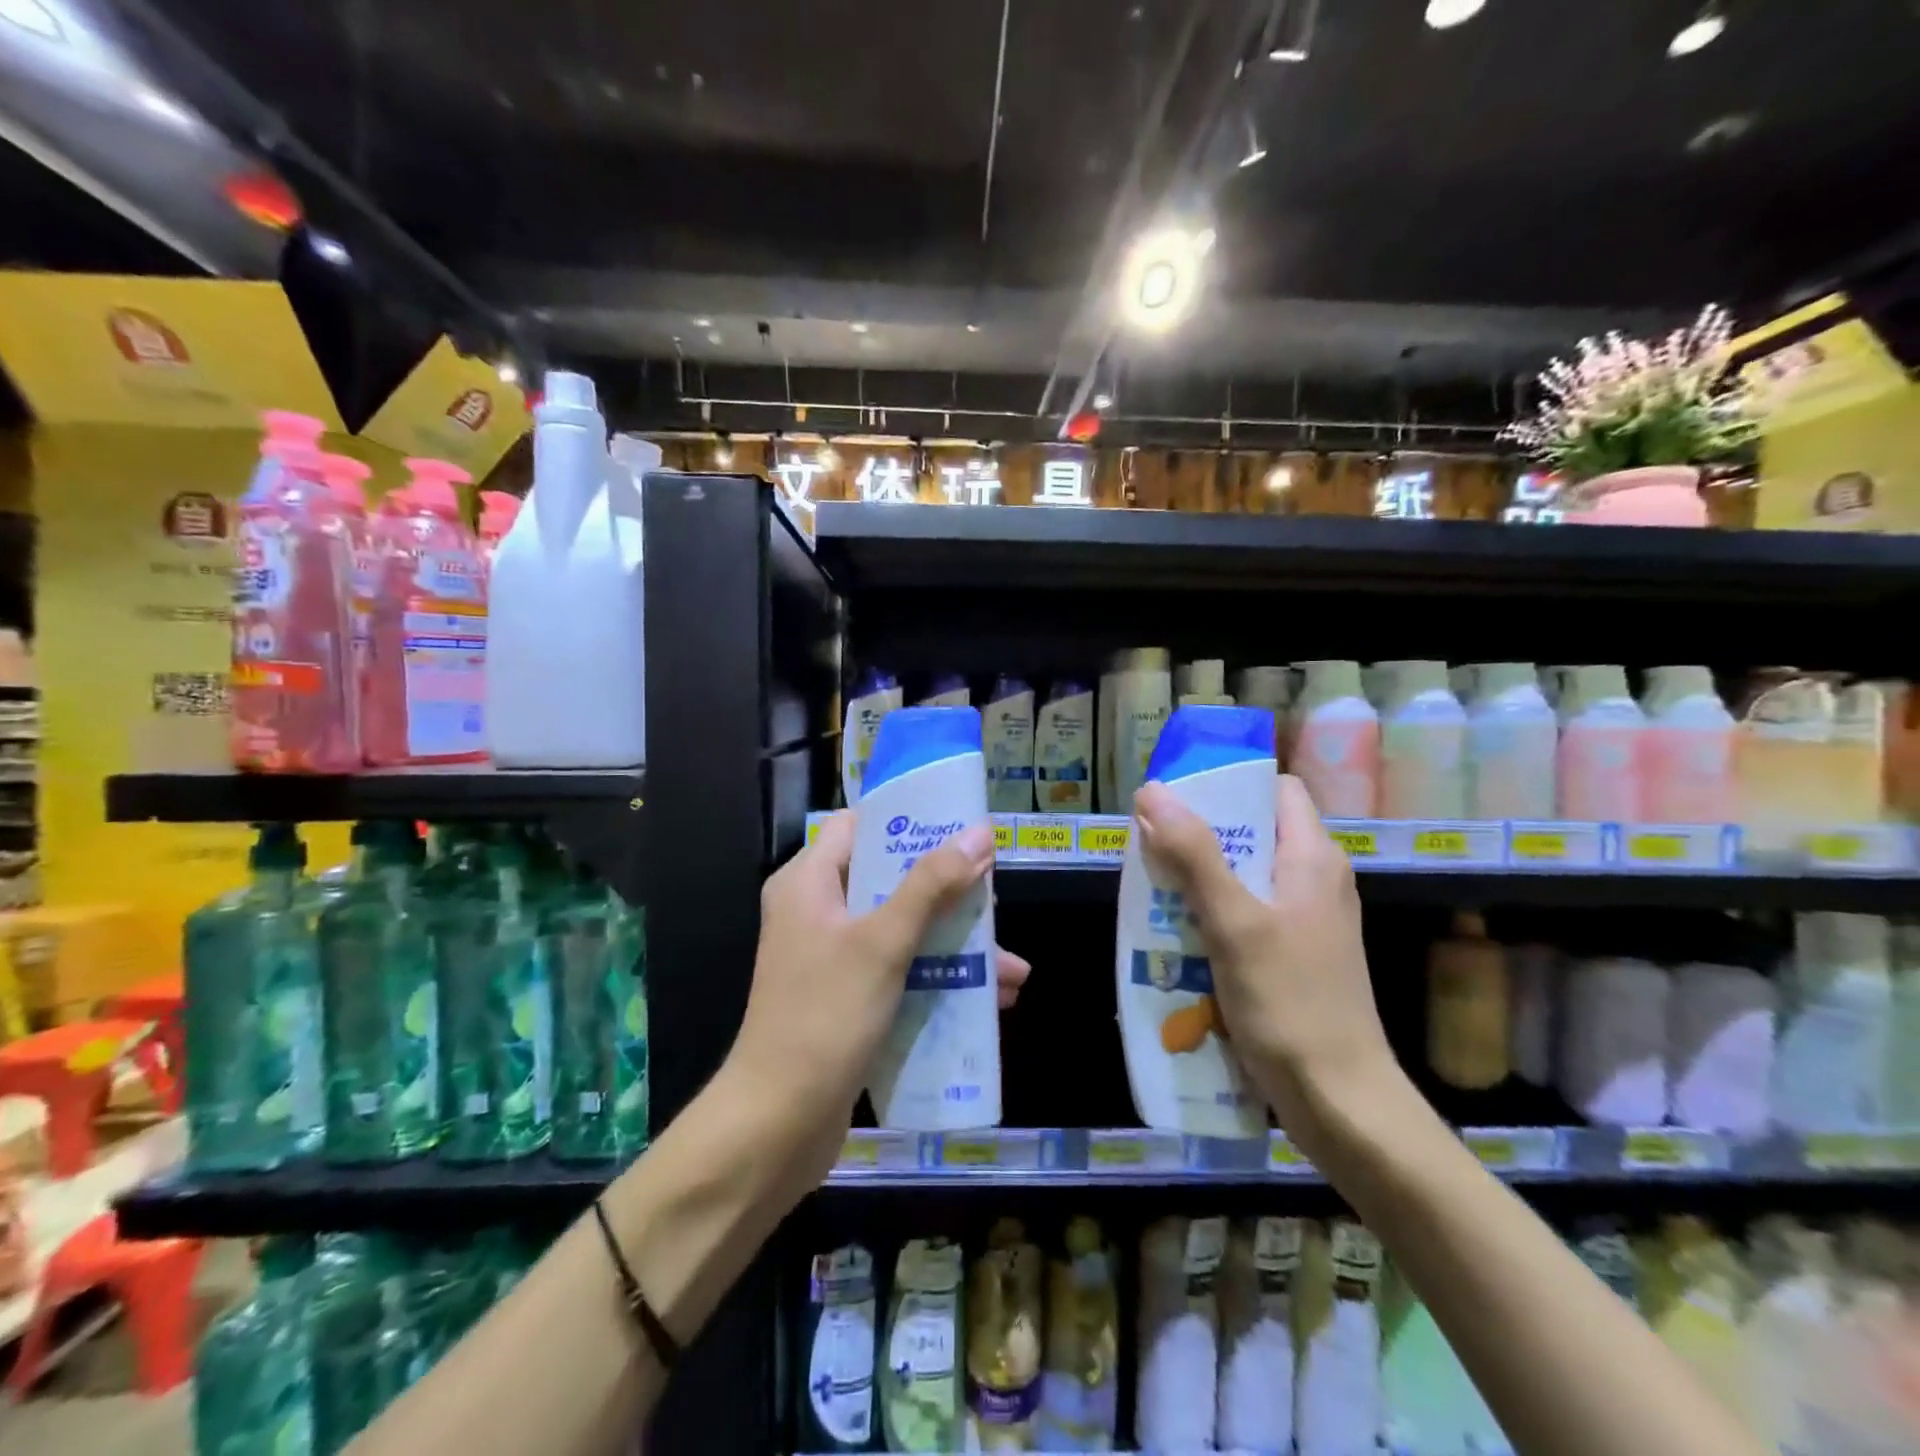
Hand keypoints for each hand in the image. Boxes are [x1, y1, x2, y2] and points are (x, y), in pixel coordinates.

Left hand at [725, 812, 1029, 1192]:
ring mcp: (832, 957)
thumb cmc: (824, 1017)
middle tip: (995, 897)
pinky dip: (939, 977)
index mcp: (809, 882)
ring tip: (1012, 967)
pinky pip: (900, 970)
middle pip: (890, 878)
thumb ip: (931, 885)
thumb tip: (978, 833)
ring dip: (955, 943)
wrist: (776, 1125)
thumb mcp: (883, 943)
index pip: (861, 826)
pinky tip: (991, 1000)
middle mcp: (817, 911)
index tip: (962, 825)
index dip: (911, 820)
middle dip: (948, 891)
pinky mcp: (848, 997)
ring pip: (902, 929)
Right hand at [1132, 773, 1397, 1153]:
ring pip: (1244, 875)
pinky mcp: (1293, 955)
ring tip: (1153, 889)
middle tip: (1150, 847)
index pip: (1274, 789)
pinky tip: (1178, 935)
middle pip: (1252, 831)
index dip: (1227, 784)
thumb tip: (1153, 791)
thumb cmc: (1290, 1002)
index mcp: (1312, 857)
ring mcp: (1306, 921)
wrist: (1340, 1102)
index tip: (1176, 797)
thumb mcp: (1234, 921)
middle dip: (1199, 834)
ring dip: (1199, 878)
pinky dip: (1211, 914)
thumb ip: (1194, 853)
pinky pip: (1245, 914)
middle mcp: (1314, 880)